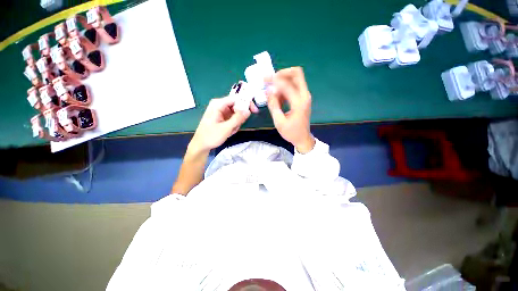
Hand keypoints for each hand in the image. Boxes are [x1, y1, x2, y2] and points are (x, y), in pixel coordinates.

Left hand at [188, 96, 250, 153]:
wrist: (201, 145)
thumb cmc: (211, 136)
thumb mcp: (226, 128)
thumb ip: (238, 119)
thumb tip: (248, 111)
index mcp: (218, 104)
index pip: (236, 98)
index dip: (246, 103)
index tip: (254, 111)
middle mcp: (220, 105)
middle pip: (237, 106)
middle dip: (239, 117)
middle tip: (236, 126)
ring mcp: (221, 111)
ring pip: (236, 113)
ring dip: (236, 123)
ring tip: (230, 131)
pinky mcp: (222, 117)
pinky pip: (233, 118)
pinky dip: (234, 125)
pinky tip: (229, 131)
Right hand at [267, 67, 314, 152]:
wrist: (302, 138)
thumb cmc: (291, 132)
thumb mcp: (279, 121)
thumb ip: (273, 105)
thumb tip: (268, 91)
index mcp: (299, 102)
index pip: (286, 84)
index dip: (274, 80)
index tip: (264, 80)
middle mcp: (305, 95)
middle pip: (297, 73)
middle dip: (282, 73)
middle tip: (271, 80)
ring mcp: (305, 96)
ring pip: (295, 79)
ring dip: (282, 82)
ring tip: (273, 94)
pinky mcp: (303, 98)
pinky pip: (294, 87)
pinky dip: (285, 89)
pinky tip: (278, 99)